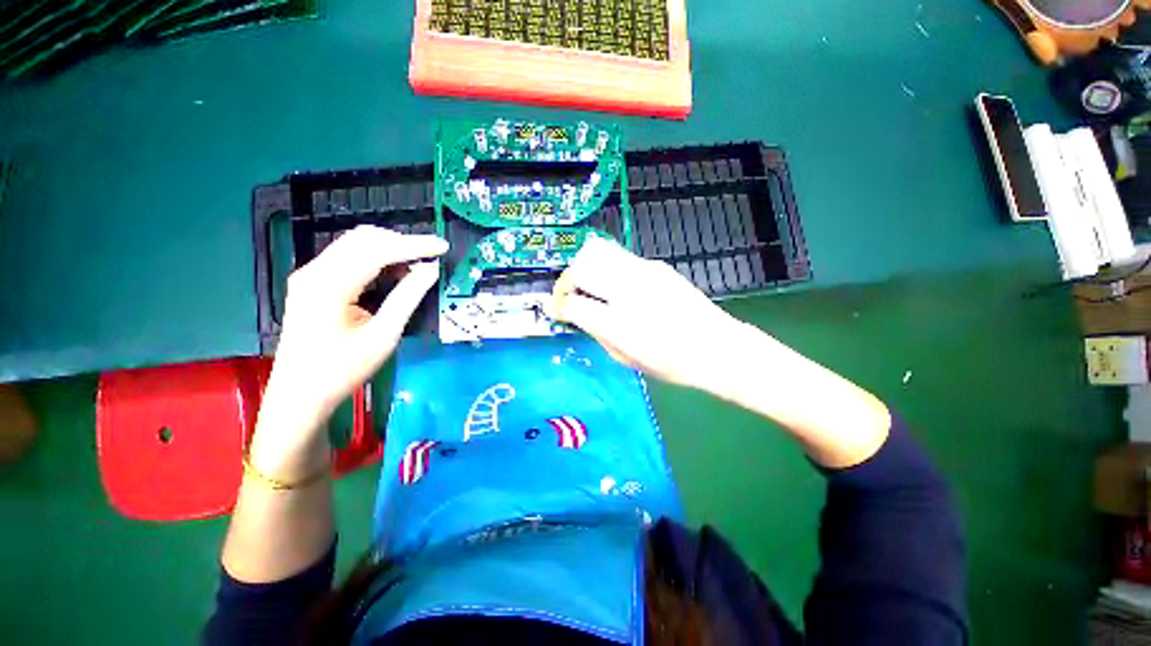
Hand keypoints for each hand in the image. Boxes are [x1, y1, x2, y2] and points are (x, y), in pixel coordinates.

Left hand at [254, 226, 446, 471]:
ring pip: (355, 244)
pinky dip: (375, 258)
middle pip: (363, 239)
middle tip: (432, 254)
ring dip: (389, 248)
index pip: (377, 250)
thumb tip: (430, 271)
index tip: (443, 247)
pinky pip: (348, 257)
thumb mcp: (383, 335)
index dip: (414, 245)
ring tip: (418, 263)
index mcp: (329, 285)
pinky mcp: (312, 282)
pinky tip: (394, 272)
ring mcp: (310, 275)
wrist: (299, 394)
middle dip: (402, 242)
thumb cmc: (343, 370)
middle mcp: (314, 271)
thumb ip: (407, 298)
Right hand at [548, 236, 742, 390]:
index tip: (555, 309)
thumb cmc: (671, 364)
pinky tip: (615, 284)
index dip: (557, 306)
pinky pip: (619, 256)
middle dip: (566, 282)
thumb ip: (596, 333)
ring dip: (584, 267)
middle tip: (570, 295)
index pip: (573, 304)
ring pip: (596, 251)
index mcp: (618, 323)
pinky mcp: (655, 265)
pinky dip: (606, 267)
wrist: (716, 347)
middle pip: (581, 269)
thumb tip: (576, 315)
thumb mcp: (625, 359)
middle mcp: (627, 291)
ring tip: (588, 284)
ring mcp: (643, 272)